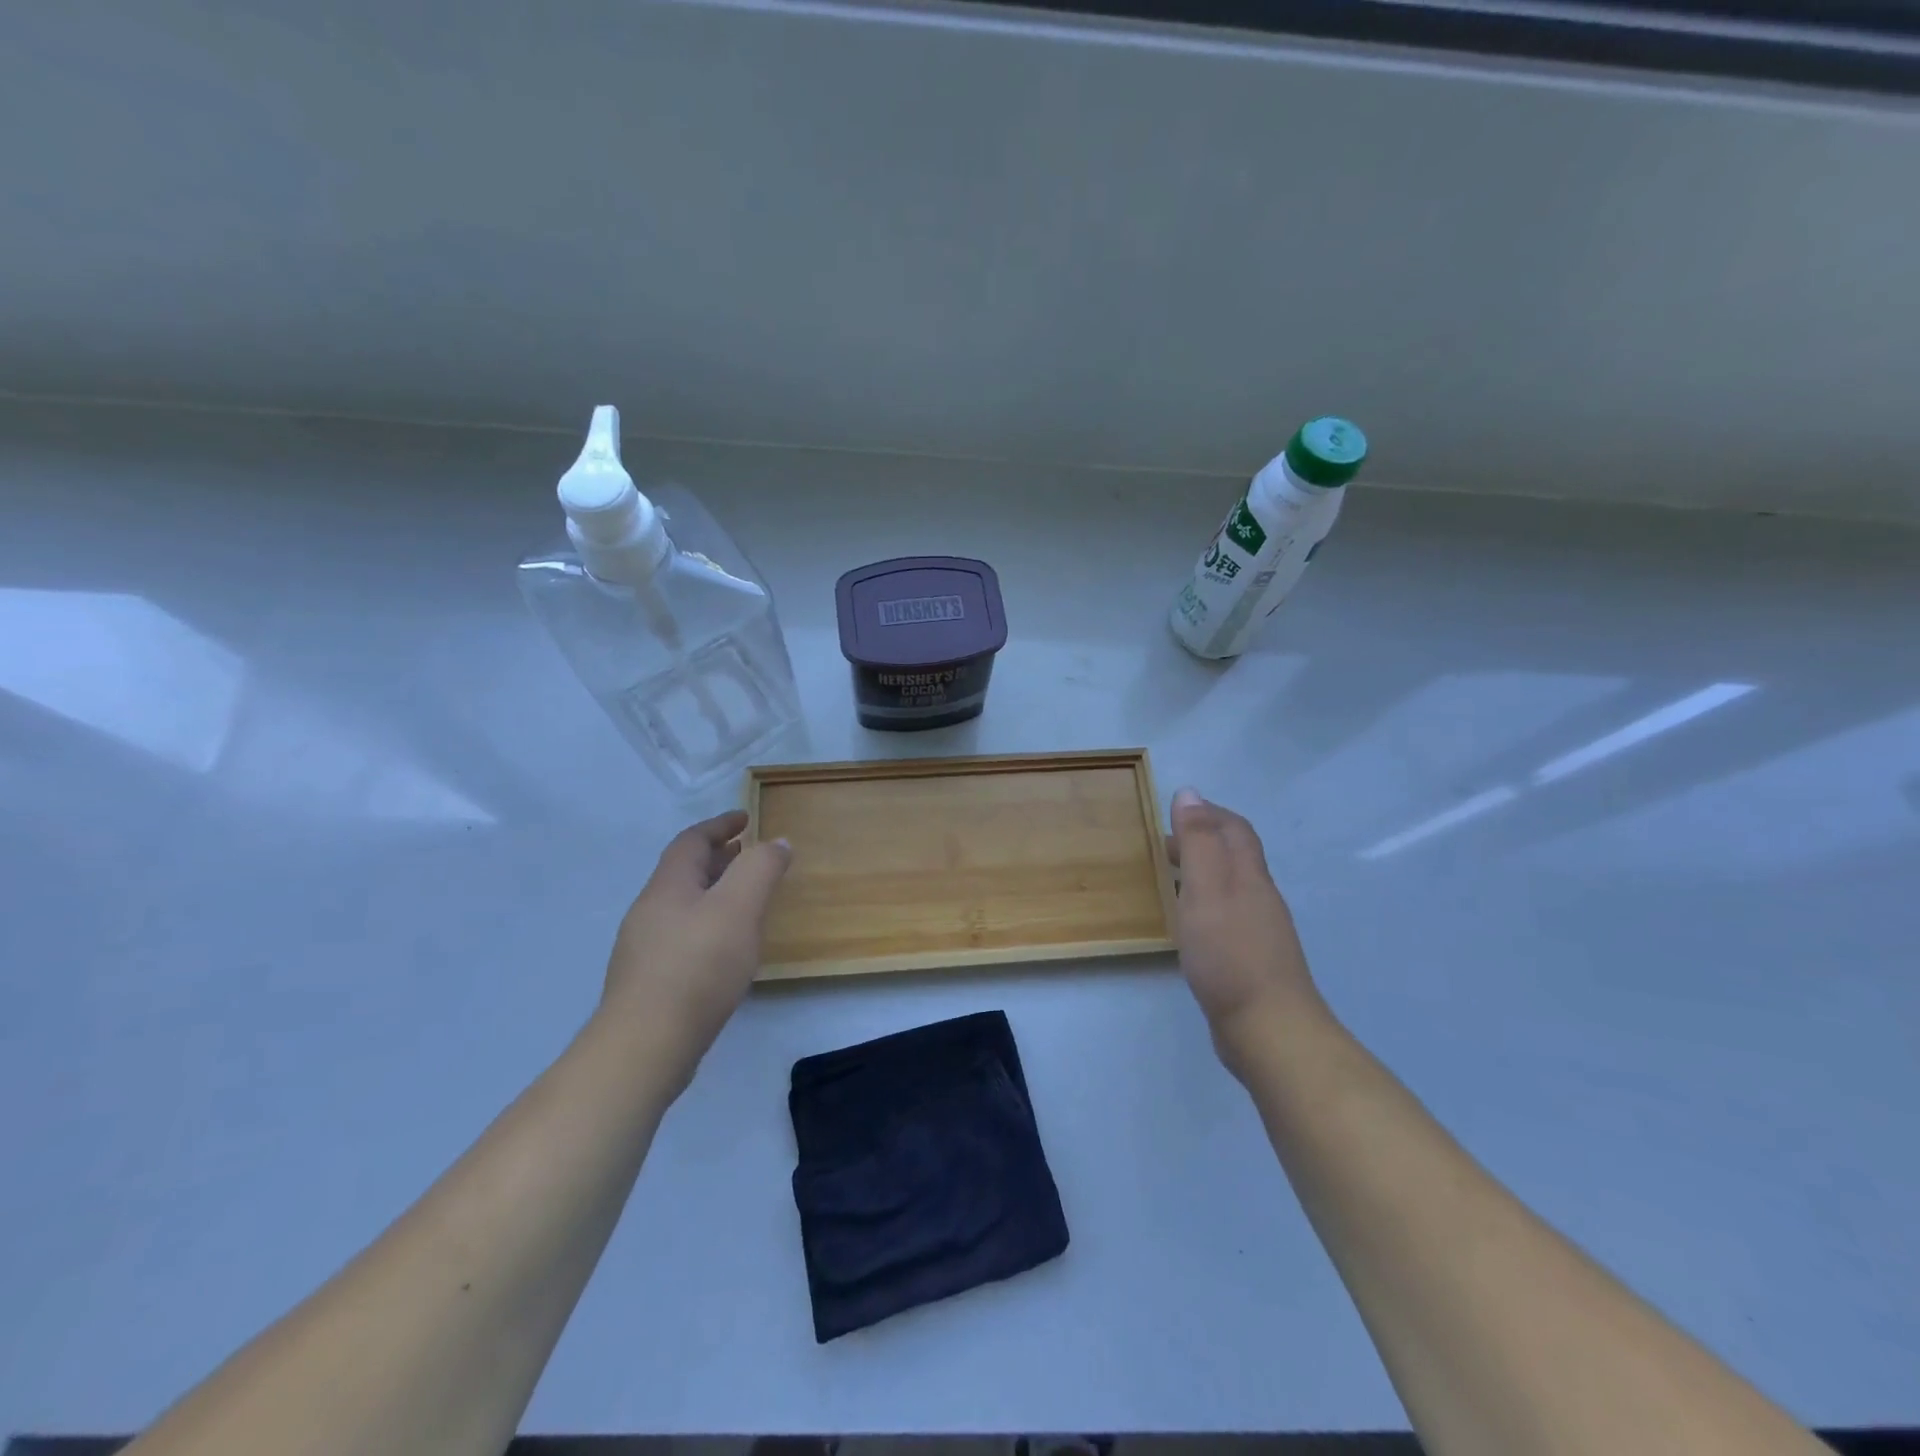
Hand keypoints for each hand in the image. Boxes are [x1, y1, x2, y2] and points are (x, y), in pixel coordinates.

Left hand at [597, 810, 791, 1090]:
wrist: (645, 1046)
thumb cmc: (697, 967)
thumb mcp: (739, 908)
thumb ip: (760, 869)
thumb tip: (775, 841)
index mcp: (668, 886)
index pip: (692, 841)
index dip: (719, 825)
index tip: (745, 818)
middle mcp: (650, 911)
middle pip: (684, 872)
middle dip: (717, 857)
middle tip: (748, 854)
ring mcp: (644, 948)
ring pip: (683, 905)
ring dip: (713, 892)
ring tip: (744, 899)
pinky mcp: (649, 981)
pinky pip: (682, 935)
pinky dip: (707, 924)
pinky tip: (725, 948)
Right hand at [1168, 788, 1326, 1075]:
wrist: (1269, 1028)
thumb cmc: (1230, 953)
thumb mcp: (1205, 889)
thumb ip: (1197, 842)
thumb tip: (1189, 793)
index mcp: (1249, 876)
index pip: (1235, 830)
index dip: (1209, 813)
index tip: (1175, 811)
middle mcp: (1259, 897)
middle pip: (1235, 856)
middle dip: (1203, 841)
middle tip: (1163, 844)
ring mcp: (1259, 931)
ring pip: (1231, 887)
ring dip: (1203, 873)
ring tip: (1169, 879)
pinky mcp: (1251, 960)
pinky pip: (1227, 917)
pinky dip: (1204, 905)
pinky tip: (1188, 924)